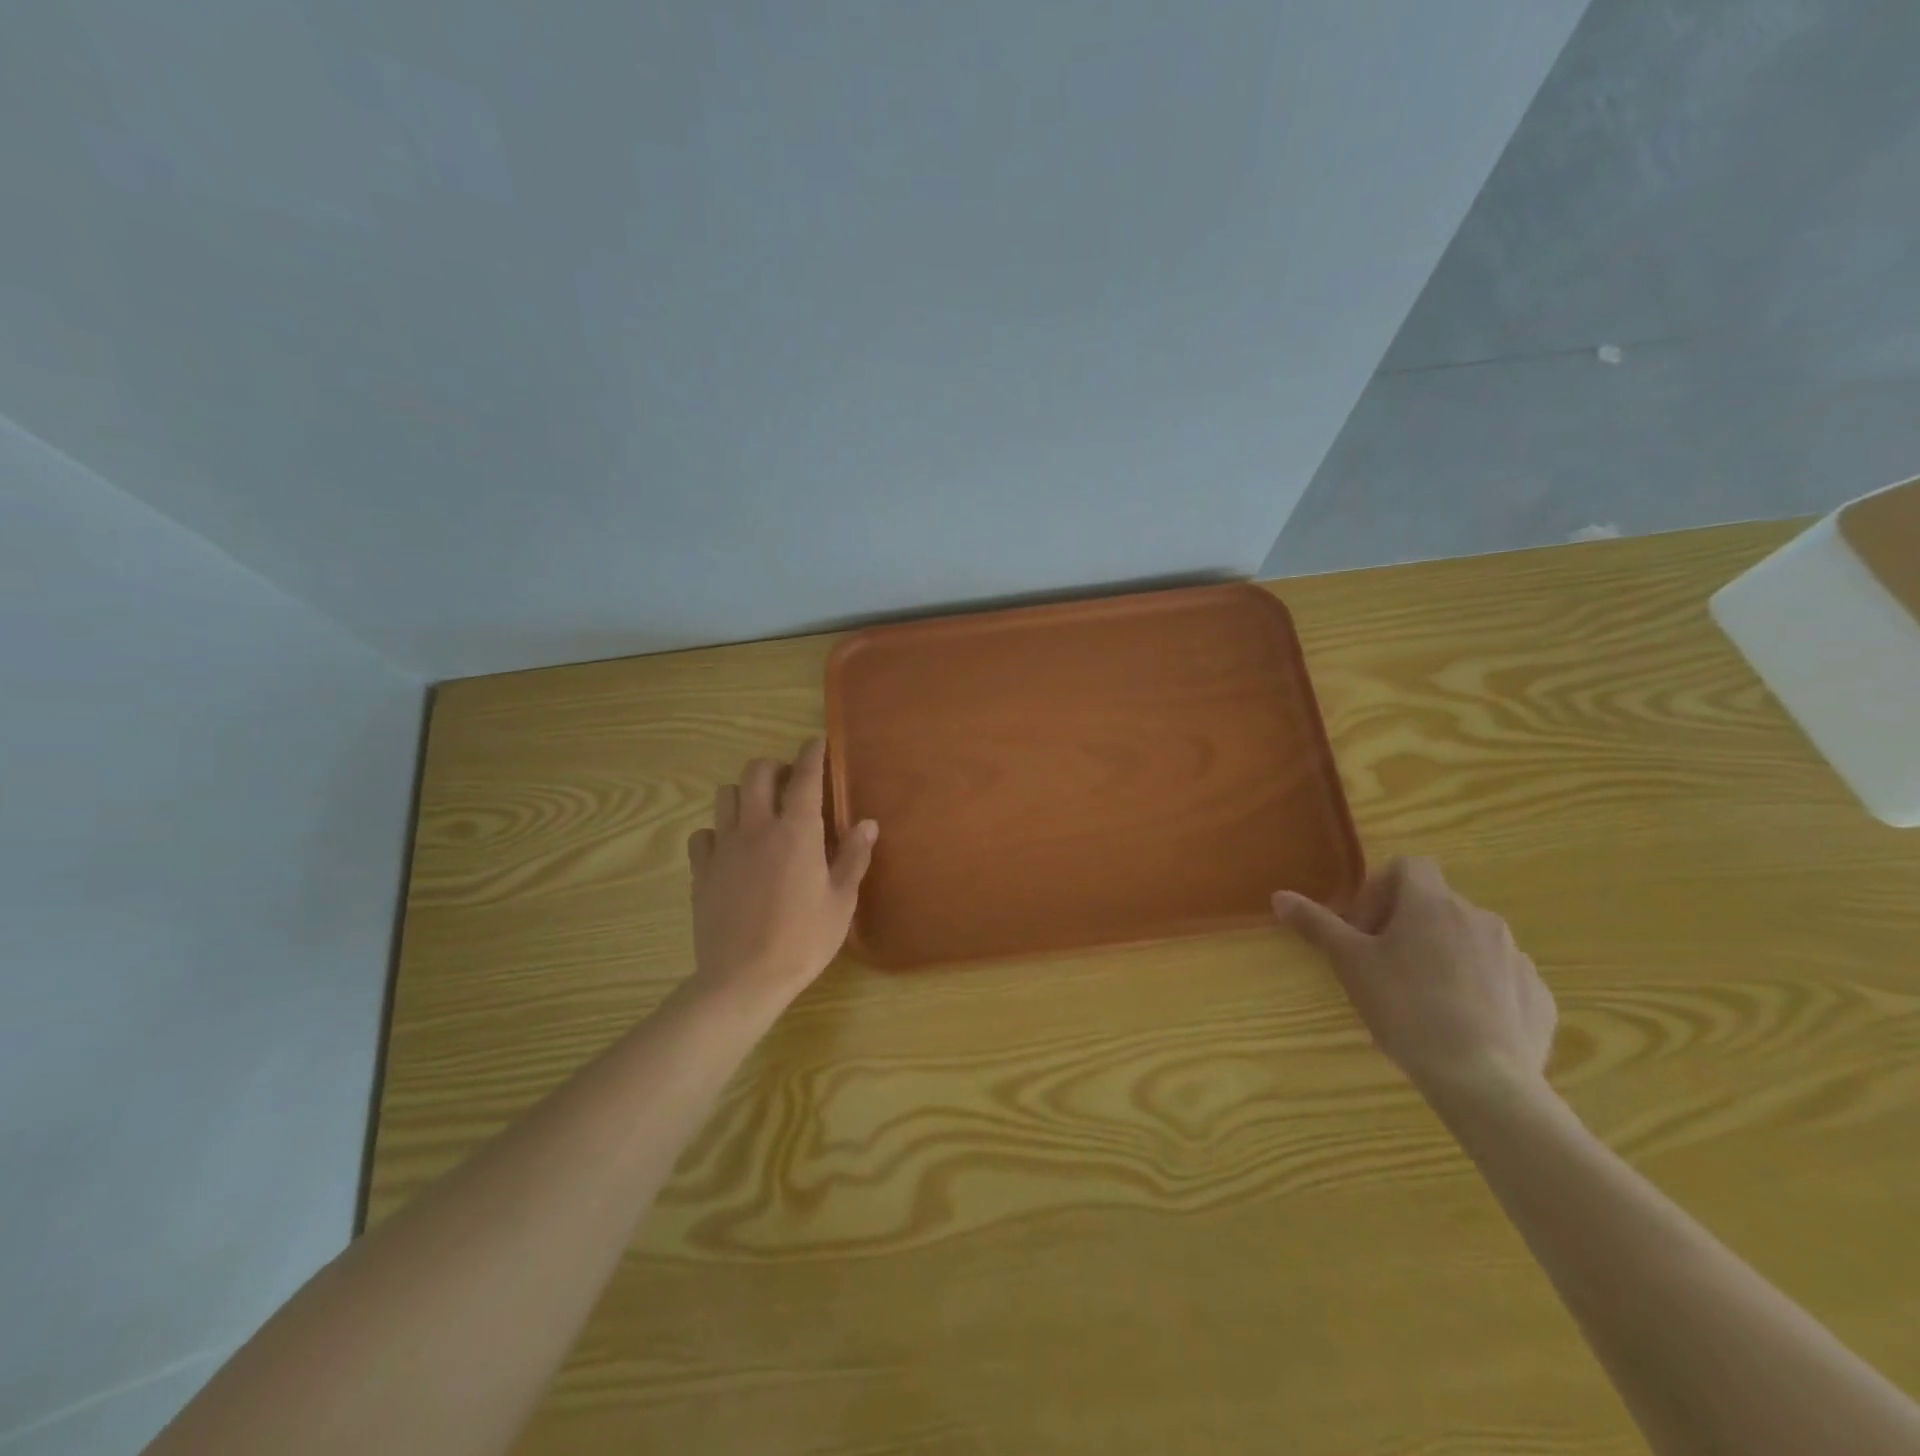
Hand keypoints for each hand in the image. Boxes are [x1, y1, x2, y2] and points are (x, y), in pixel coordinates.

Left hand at [685, 738, 877, 1005]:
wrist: (744, 979)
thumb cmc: (803, 940)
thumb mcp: (841, 901)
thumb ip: (853, 857)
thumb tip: (867, 823)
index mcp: (796, 832)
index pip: (804, 776)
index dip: (812, 753)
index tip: (816, 741)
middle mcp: (756, 828)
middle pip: (756, 773)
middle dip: (774, 767)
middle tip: (789, 783)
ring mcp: (724, 848)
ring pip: (725, 795)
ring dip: (744, 794)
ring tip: (759, 812)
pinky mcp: (701, 871)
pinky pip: (703, 835)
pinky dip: (717, 832)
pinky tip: (730, 849)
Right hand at [1274, 857, 1556, 1105]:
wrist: (1483, 1080)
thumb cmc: (1405, 1008)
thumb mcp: (1349, 963)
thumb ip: (1316, 924)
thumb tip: (1280, 896)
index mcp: (1432, 904)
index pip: (1408, 866)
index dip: (1380, 888)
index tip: (1363, 927)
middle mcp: (1480, 918)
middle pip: (1436, 905)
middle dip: (1406, 926)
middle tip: (1381, 965)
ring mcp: (1515, 958)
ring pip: (1469, 941)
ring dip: (1442, 955)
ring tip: (1421, 998)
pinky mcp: (1539, 996)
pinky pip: (1500, 978)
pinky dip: (1478, 988)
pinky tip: (1460, 1023)